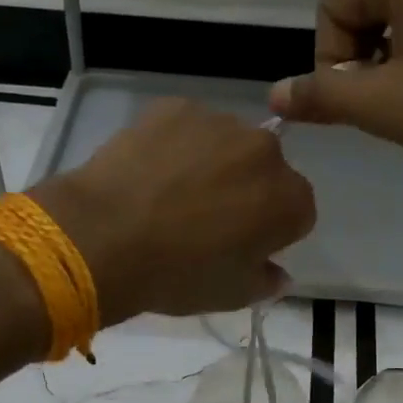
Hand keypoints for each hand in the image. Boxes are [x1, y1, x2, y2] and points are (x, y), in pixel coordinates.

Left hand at [31, 100, 316, 322]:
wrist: (105, 237)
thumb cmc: (177, 275)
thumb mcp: (231, 295)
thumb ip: (266, 281)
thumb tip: (278, 273)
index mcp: (289, 200)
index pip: (297, 213)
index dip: (271, 232)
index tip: (242, 247)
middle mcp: (266, 151)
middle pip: (266, 171)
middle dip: (246, 191)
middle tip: (205, 220)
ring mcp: (219, 122)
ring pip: (227, 145)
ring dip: (213, 164)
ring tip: (170, 195)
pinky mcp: (175, 107)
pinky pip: (186, 128)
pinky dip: (175, 146)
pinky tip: (148, 173)